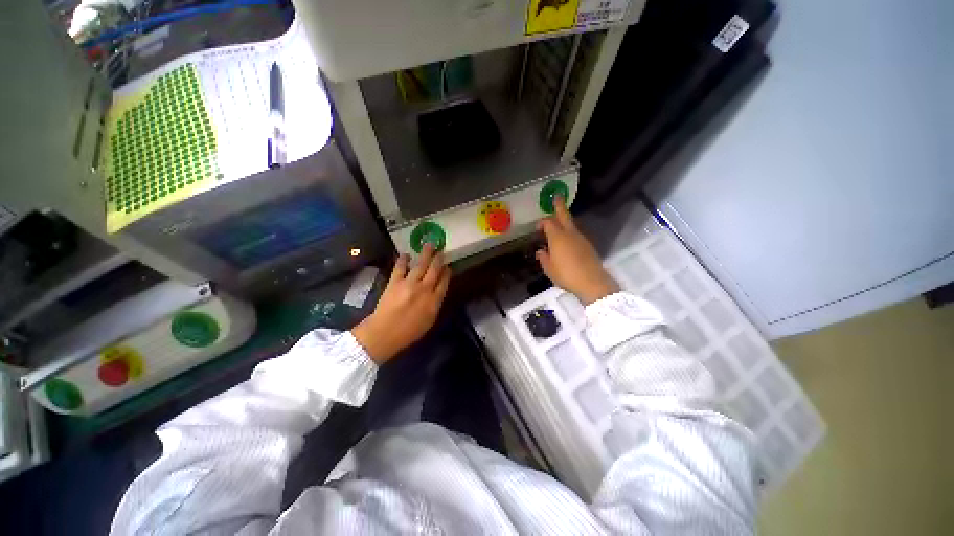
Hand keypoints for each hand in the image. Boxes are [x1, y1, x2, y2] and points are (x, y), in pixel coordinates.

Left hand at [352, 245, 450, 364]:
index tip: (448, 266)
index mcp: (434, 300)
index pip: (444, 282)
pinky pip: (400, 267)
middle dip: (439, 259)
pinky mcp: (395, 282)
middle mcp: (424, 289)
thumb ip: (435, 304)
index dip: (447, 273)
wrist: (385, 334)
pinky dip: (403, 260)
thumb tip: (438, 290)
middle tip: (441, 250)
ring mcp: (409, 284)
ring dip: (425, 254)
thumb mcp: (429, 321)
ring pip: (420, 265)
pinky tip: (406, 254)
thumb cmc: (409, 331)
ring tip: (429, 245)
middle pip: (434, 270)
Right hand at [536, 197, 618, 304]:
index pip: (548, 223)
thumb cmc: (566, 275)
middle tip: (557, 196)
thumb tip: (541, 251)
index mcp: (558, 237)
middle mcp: (570, 234)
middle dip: (559, 206)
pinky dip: (570, 233)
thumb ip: (543, 258)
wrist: (592, 282)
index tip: (537, 228)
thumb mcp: (549, 269)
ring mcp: (581, 239)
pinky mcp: (588, 245)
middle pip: (564, 216)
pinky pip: (576, 234)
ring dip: (564, 221)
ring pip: (571, 225)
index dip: (542, 222)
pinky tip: (566, 241)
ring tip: (558, 224)